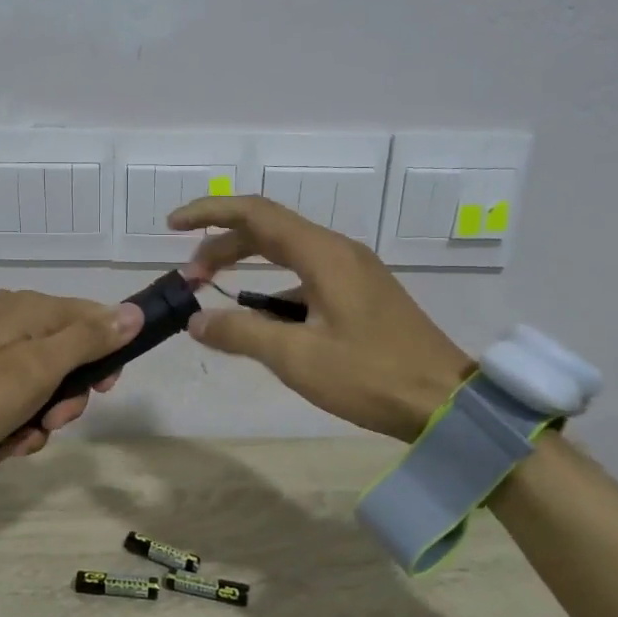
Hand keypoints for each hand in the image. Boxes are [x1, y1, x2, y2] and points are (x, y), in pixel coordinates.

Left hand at [0, 290, 141, 467]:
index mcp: (28, 308)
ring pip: (39, 386)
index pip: (92, 318)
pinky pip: (10, 398)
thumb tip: (133, 312)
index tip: (105, 391)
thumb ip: (89, 339)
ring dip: (36, 421)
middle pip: (66, 357)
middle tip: (47, 423)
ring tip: (14, 443)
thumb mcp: (39, 368)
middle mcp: (10, 320)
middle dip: (63, 400)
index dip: (107, 355)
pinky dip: (10, 424)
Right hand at [170, 195, 469, 440]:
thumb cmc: (371, 376)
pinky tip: (260, 321)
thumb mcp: (297, 358)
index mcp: (323, 255)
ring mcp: (353, 272)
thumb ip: (241, 333)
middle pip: (268, 231)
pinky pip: (305, 277)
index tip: (172, 226)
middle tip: (189, 277)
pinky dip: (272, 289)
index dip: (209, 214)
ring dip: (246, 267)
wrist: (445, 402)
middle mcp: (338, 252)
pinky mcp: (360, 294)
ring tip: (215, 296)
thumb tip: (196, 322)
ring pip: (286, 254)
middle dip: (221, 247)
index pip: (255, 214)